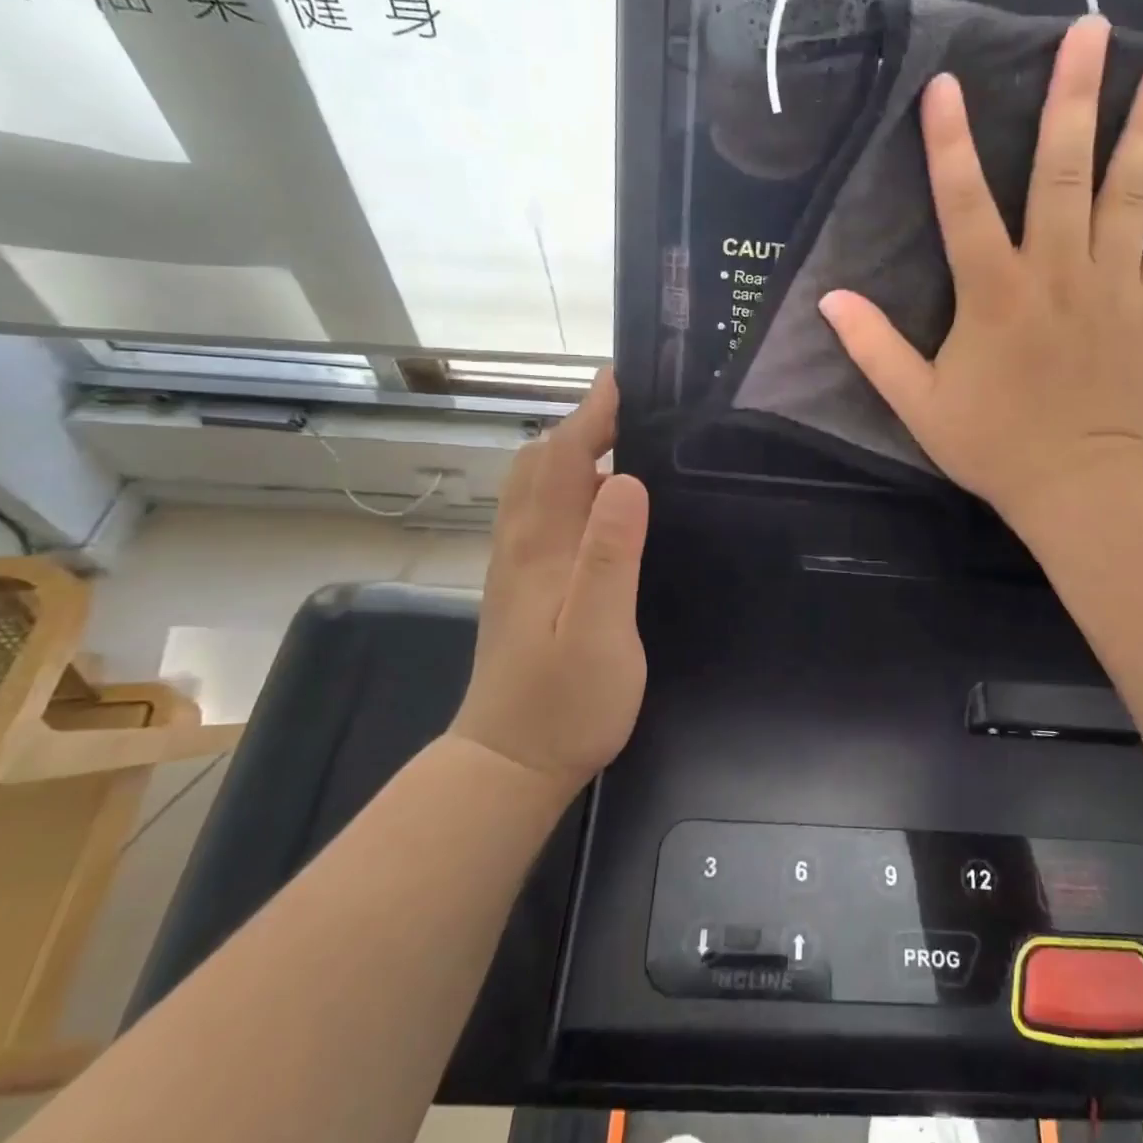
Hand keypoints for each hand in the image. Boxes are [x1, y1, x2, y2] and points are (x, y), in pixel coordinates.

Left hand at [452, 368, 650, 792]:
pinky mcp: (520, 583)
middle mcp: (520, 543)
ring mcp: (515, 563)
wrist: (510, 763)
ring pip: (533, 484)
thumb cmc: (565, 702)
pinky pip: (537, 510)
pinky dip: (564, 482)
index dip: (591, 414)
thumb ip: (611, 556)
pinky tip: (595, 500)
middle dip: (581, 423)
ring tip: (620, 439)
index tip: (623, 379)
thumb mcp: (600, 632)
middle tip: (632, 407)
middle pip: (538, 461)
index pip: (561, 458)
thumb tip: (625, 478)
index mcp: (541, 546)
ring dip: (570, 449)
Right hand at [818, 16, 1142, 527]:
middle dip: (1072, 100)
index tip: (946, 82)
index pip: (965, 205)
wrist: (1075, 485)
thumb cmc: (992, 444)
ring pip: (1131, 196)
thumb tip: (829, 298)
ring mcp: (1111, 288)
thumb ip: (874, 348)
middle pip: (1064, 174)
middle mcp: (1056, 274)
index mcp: (994, 295)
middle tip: (1088, 31)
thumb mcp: (917, 404)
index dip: (950, 145)